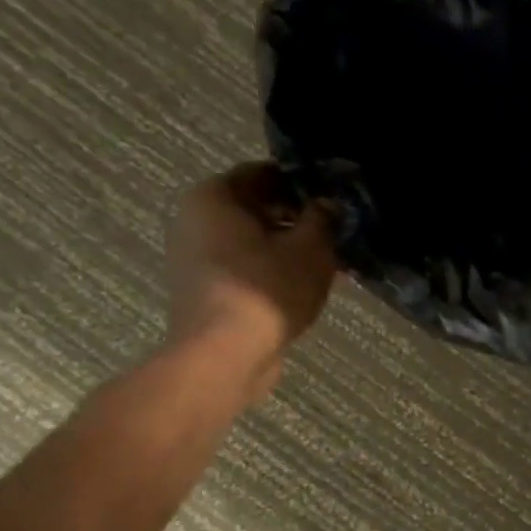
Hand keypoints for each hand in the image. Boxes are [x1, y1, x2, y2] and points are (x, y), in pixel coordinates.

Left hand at [166, 163, 338, 396]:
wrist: (224, 357)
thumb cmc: (267, 289)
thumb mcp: (311, 248)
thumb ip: (322, 218)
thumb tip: (326, 205)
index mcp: (213, 196)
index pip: (264, 173)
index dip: (302, 182)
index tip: (333, 195)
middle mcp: (195, 221)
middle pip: (255, 207)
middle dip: (297, 217)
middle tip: (336, 229)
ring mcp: (195, 260)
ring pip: (252, 241)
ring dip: (288, 247)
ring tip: (328, 260)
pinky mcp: (204, 292)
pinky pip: (245, 269)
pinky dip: (272, 271)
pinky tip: (306, 285)